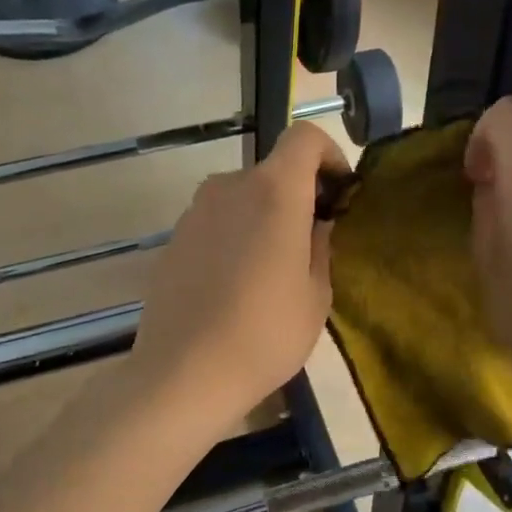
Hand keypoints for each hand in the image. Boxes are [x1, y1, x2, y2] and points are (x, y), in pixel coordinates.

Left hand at [127, 121, 348, 434]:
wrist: (184, 373)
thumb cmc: (266, 335)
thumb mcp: (316, 295)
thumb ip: (320, 245)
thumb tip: (314, 224)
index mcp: (274, 192)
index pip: (304, 138)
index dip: (329, 155)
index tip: (339, 193)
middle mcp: (230, 187)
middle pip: (272, 172)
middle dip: (297, 197)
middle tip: (310, 243)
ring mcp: (194, 212)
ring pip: (241, 200)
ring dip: (262, 219)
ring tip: (271, 272)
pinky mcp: (173, 240)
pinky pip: (215, 225)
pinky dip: (233, 239)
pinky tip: (235, 287)